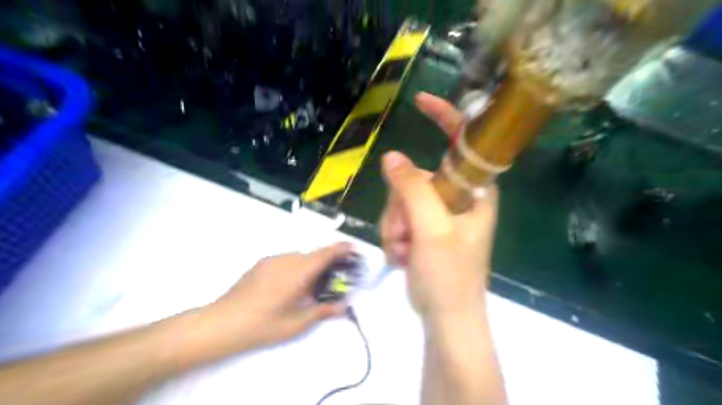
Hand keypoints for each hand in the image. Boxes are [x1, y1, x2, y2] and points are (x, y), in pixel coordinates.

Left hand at [199, 244, 352, 350]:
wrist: (221, 323)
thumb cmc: (261, 325)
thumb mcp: (295, 324)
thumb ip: (322, 311)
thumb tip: (343, 305)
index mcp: (297, 273)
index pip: (325, 254)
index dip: (341, 248)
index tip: (354, 249)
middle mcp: (286, 260)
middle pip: (314, 254)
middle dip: (328, 262)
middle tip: (334, 279)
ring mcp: (272, 260)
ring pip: (300, 257)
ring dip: (311, 266)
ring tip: (310, 287)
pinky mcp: (261, 264)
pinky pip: (287, 260)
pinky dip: (297, 267)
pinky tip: (290, 286)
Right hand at [381, 91, 500, 323]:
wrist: (446, 317)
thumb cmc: (450, 276)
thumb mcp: (432, 230)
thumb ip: (413, 190)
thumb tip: (392, 157)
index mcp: (475, 191)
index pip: (462, 143)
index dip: (445, 117)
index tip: (420, 101)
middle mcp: (458, 196)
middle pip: (415, 177)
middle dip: (401, 207)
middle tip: (407, 234)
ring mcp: (438, 213)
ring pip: (401, 200)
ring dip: (395, 226)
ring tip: (406, 251)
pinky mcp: (424, 228)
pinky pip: (397, 218)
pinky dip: (395, 236)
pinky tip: (404, 256)